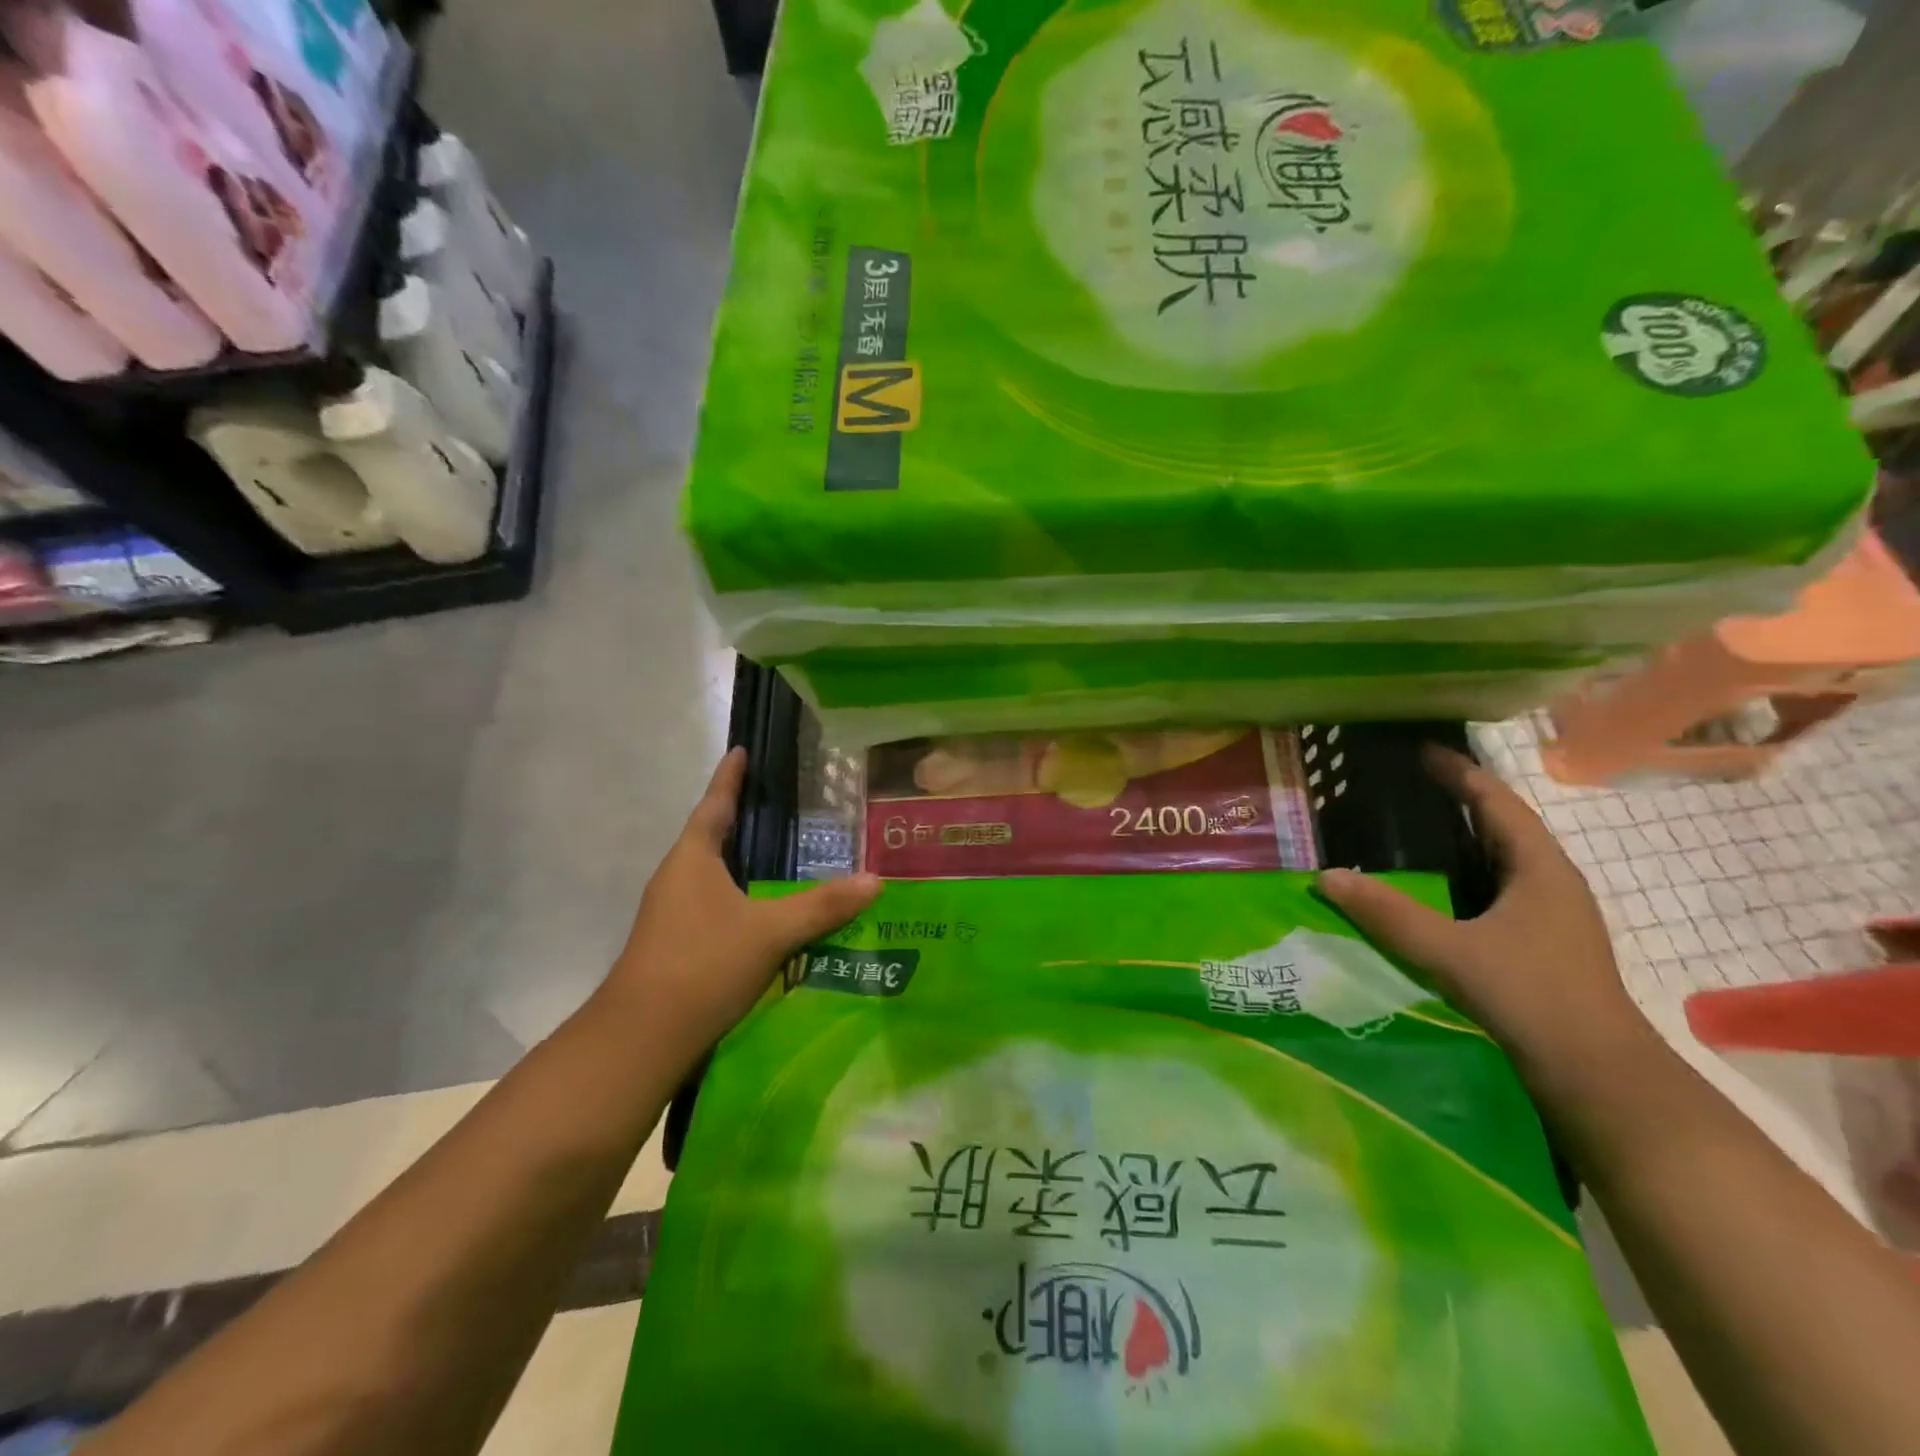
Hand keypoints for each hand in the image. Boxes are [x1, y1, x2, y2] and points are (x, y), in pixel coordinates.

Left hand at [602, 748, 881, 1072]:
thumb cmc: (702, 965)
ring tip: (782, 853)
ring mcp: (672, 914)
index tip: (741, 750)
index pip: (714, 804)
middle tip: (781, 802)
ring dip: (741, 860)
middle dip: (741, 817)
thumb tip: (876, 880)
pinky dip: (741, 896)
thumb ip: (823, 906)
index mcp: (692, 859)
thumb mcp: (771, 932)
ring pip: (713, 874)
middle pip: (711, 836)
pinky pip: (715, 904)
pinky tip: (768, 911)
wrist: (641, 1039)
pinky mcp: (677, 945)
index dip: (729, 778)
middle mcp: (677, 879)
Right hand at [1316, 746, 1652, 1083]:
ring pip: (1503, 859)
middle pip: (1504, 825)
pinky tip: (1438, 889)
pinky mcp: (1544, 944)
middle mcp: (1552, 883)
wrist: (1598, 1076)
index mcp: (1541, 869)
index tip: (1421, 751)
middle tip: (1408, 786)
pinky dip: (1467, 873)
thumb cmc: (1531, 997)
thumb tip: (1327, 876)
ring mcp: (1553, 916)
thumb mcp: (1449, 951)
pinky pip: (1500, 888)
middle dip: (1459, 800)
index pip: (1497, 802)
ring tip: (1415, 829)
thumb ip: (1387, 913)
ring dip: (1465, 838)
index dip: (1459, 773)